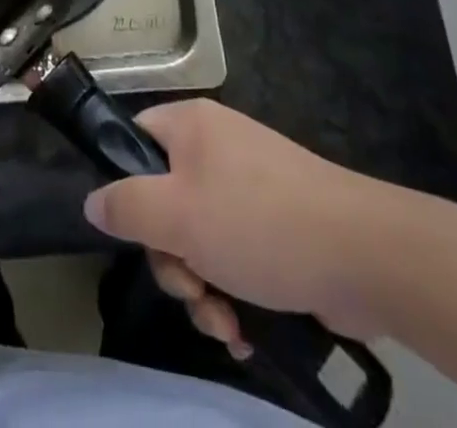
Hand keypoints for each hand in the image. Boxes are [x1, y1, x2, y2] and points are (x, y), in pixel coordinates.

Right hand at [82, 100, 409, 353]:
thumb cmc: (258, 223)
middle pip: (164, 203)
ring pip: (199, 240)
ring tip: (226, 322)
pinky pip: (234, 257)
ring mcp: (249, 188)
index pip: (135, 141)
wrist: (364, 254)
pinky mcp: (276, 228)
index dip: (126, 186)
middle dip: (173, 260)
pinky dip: (233, 294)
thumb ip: (127, 207)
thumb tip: (92, 201)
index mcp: (190, 127)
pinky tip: (246, 330)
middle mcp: (216, 149)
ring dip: (202, 289)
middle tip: (192, 288)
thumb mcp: (178, 215)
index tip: (139, 232)